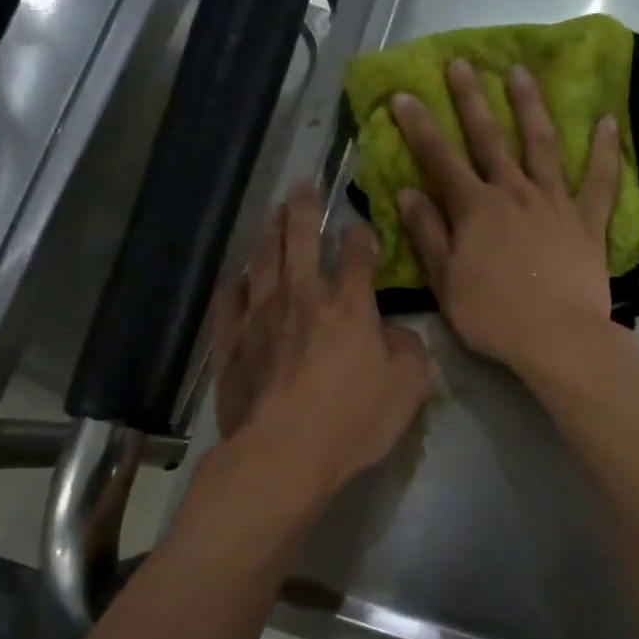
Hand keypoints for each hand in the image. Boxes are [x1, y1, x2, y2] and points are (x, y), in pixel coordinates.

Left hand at [212, 187, 431, 500]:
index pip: (357, 254)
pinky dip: (237, 284)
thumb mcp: (408, 386)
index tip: (360, 226)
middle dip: (303, 209)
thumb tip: (397, 332)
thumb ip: (409, 349)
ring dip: (269, 233)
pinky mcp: (230, 342)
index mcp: (349, 305)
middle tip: (302, 186)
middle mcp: (301, 297)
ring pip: (262, 260)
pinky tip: (239, 279)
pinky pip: (229, 300)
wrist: (283, 452)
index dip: (361, 235)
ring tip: (273, 215)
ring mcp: (259, 316)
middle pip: (299, 238)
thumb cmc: (353, 420)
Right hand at [390, 59, 621, 376]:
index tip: (404, 93)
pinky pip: (599, 180)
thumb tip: (408, 191)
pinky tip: (607, 121)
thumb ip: (427, 234)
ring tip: (520, 73)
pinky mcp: (588, 220)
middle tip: (461, 63)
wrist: (557, 337)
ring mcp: (554, 202)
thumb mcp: (446, 282)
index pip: (440, 159)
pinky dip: (604, 150)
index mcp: (475, 209)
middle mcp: (513, 193)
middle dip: (471, 100)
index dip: (419, 126)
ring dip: (530, 106)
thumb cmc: (493, 316)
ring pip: (541, 144)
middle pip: (490, 139)